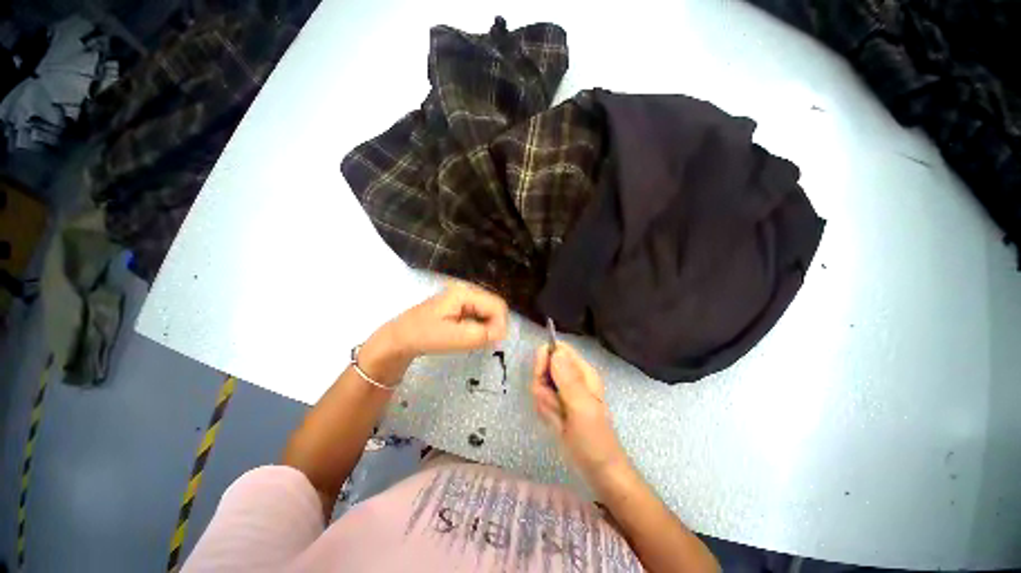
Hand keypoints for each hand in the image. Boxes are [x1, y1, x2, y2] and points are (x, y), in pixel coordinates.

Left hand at [384, 282, 508, 357]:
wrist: (399, 338)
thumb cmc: (423, 336)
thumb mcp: (452, 338)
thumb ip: (480, 334)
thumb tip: (501, 333)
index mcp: (465, 293)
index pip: (497, 305)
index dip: (500, 324)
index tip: (491, 343)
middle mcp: (466, 290)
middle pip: (494, 306)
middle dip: (494, 325)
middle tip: (483, 343)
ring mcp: (463, 298)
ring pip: (488, 311)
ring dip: (487, 327)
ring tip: (474, 340)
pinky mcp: (460, 306)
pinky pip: (480, 315)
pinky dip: (480, 327)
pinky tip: (469, 336)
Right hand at [530, 343, 629, 486]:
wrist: (597, 469)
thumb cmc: (593, 438)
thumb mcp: (582, 407)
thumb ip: (568, 379)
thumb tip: (555, 351)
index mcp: (582, 371)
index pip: (557, 350)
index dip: (544, 359)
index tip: (540, 376)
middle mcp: (572, 377)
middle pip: (544, 366)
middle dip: (543, 386)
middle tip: (554, 405)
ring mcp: (563, 391)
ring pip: (540, 384)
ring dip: (544, 402)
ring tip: (559, 418)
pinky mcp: (557, 404)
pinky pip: (540, 399)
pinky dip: (544, 411)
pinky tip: (555, 423)